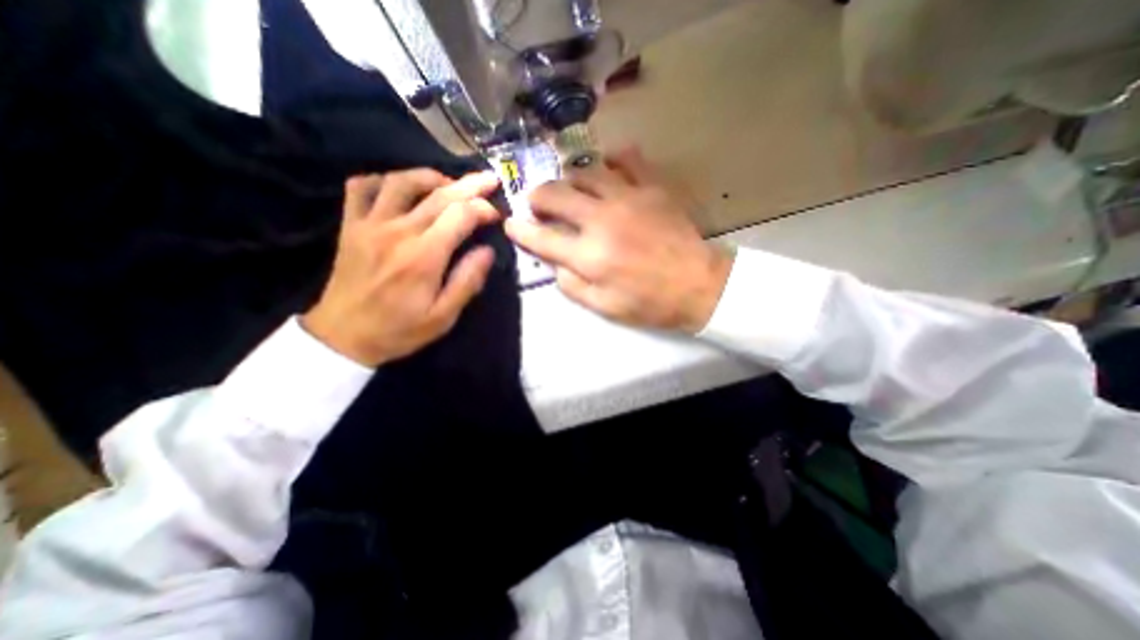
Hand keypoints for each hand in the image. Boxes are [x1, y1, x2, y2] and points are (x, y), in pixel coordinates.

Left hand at [301, 168, 502, 366]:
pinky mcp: (351, 225)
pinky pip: (362, 187)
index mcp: (424, 256)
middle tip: (488, 179)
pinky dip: (383, 180)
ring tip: (449, 183)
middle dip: (469, 185)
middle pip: (438, 194)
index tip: (496, 215)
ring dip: (430, 177)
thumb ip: (467, 281)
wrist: (343, 336)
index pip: (460, 216)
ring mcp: (370, 224)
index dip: (482, 209)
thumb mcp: (443, 316)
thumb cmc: (399, 330)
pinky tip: (400, 187)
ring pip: (401, 182)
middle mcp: (398, 232)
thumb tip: (488, 251)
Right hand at [506, 148, 729, 331]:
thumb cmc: (649, 302)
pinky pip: (628, 159)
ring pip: (585, 171)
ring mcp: (628, 198)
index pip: (541, 238)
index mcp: (589, 255)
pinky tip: (610, 170)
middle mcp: (602, 220)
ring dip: (570, 180)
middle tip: (538, 204)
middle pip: (556, 194)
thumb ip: (572, 285)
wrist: (698, 285)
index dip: (520, 231)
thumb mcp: (604, 307)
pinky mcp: (652, 187)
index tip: (511, 225)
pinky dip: (613, 161)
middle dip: (538, 197)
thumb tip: (554, 263)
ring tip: (572, 191)